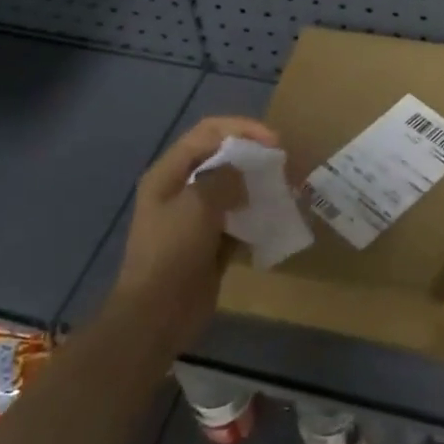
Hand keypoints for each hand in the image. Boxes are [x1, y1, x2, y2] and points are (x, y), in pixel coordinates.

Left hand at [115, 116, 277, 342]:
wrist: (157, 314)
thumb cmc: (172, 253)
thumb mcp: (197, 205)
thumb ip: (224, 178)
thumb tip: (244, 171)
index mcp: (169, 173)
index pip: (208, 132)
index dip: (242, 129)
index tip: (274, 141)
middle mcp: (181, 189)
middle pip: (221, 157)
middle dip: (253, 155)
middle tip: (283, 164)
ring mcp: (196, 217)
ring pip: (233, 188)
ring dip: (258, 185)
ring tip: (286, 188)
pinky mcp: (211, 242)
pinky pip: (238, 218)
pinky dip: (257, 214)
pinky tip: (277, 217)